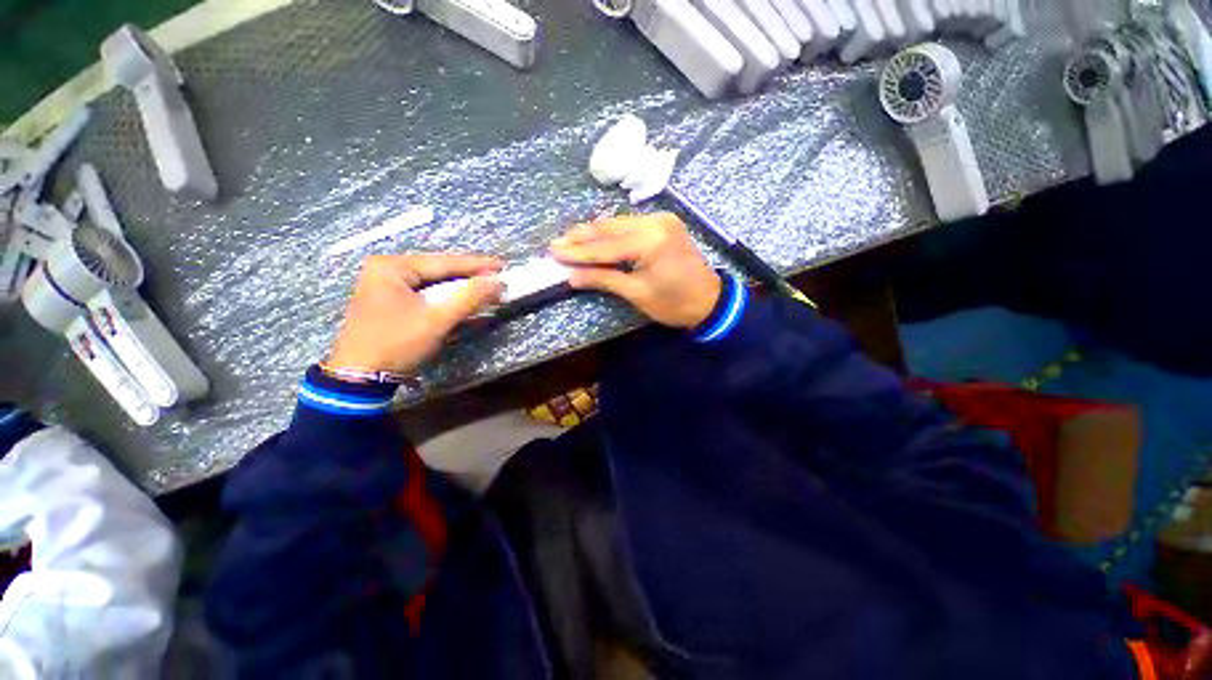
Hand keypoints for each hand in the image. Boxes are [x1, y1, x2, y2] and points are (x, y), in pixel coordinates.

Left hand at [327, 254, 502, 373]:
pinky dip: (445, 300)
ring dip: (458, 289)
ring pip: (432, 284)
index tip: (502, 266)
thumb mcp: (437, 320)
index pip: (443, 262)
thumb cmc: (397, 343)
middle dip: (468, 277)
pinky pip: (424, 295)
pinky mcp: (388, 303)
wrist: (360, 378)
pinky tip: (463, 301)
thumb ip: (470, 298)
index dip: (476, 265)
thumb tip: (498, 282)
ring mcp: (384, 286)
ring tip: (485, 289)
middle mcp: (385, 270)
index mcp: (391, 267)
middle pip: (437, 271)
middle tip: (496, 279)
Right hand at [549, 213, 720, 327]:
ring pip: (619, 223)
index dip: (577, 251)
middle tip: (556, 242)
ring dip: (594, 232)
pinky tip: (595, 234)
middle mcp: (655, 222)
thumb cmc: (674, 304)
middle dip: (581, 237)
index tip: (553, 251)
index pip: (605, 246)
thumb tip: (570, 276)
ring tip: (569, 237)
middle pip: (610, 229)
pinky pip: (631, 224)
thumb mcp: (636, 293)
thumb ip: (603, 279)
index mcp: (650, 241)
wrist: (709, 301)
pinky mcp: (664, 223)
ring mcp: (661, 219)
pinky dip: (611, 231)